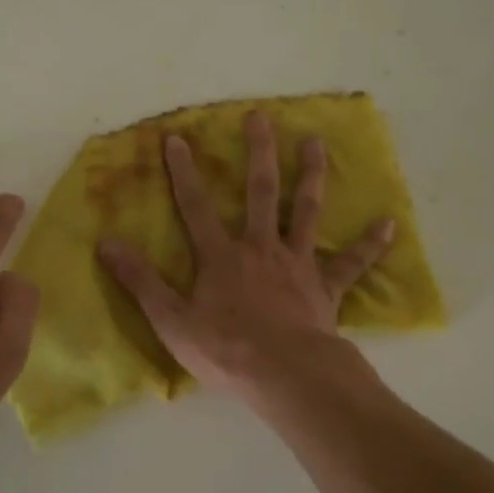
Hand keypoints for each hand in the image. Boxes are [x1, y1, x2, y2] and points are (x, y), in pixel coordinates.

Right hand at [97, 109, 393, 398]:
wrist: (286, 375)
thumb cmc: (226, 349)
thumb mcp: (171, 319)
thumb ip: (140, 281)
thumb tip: (106, 243)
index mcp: (222, 256)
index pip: (196, 205)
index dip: (183, 171)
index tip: (177, 137)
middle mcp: (261, 247)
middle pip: (261, 192)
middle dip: (258, 153)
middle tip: (261, 117)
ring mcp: (298, 264)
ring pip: (306, 212)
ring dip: (312, 176)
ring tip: (318, 144)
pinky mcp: (326, 288)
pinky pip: (351, 263)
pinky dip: (369, 244)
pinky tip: (388, 224)